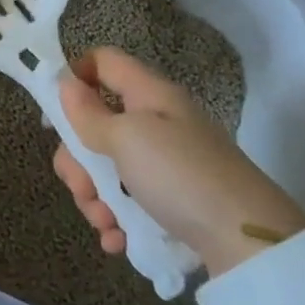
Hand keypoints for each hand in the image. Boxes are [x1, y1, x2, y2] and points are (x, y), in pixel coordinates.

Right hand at [53, 47, 304, 277]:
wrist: (249, 243)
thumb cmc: (181, 175)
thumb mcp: (127, 139)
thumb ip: (89, 114)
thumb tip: (65, 84)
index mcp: (147, 94)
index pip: (102, 61)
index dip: (74, 76)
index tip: (56, 114)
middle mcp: (155, 122)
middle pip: (96, 124)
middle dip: (79, 159)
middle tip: (83, 187)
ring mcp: (165, 163)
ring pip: (108, 167)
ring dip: (95, 196)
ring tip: (105, 223)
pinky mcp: (173, 200)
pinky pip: (130, 201)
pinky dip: (118, 219)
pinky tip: (117, 240)